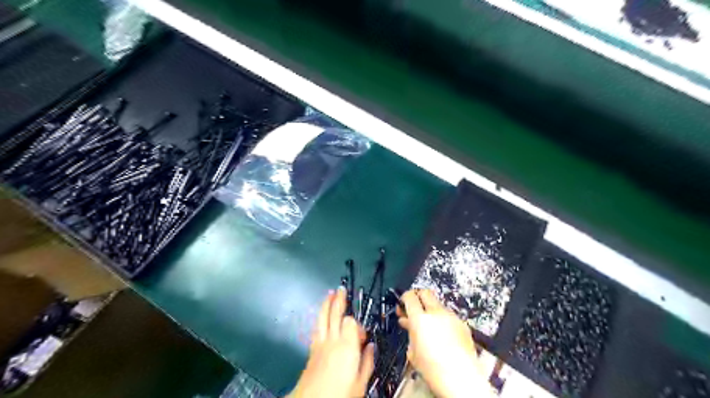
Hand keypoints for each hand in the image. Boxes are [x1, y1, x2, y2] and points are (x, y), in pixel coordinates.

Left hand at [287, 287, 376, 397]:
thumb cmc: (339, 395)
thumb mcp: (360, 384)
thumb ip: (367, 362)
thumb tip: (371, 347)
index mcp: (347, 347)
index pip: (351, 322)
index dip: (357, 323)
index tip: (363, 336)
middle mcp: (332, 341)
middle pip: (335, 314)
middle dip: (338, 300)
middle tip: (341, 289)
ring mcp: (320, 344)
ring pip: (323, 318)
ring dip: (326, 304)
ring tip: (329, 294)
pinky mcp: (312, 349)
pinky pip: (316, 327)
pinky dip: (320, 318)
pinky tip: (321, 315)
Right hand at [398, 289, 491, 397]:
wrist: (461, 379)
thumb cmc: (433, 369)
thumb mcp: (412, 351)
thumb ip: (410, 331)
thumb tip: (407, 322)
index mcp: (420, 318)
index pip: (410, 296)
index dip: (405, 298)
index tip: (402, 303)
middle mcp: (436, 312)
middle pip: (425, 293)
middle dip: (418, 297)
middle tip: (413, 307)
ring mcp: (451, 316)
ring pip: (438, 304)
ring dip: (431, 310)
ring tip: (428, 324)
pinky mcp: (462, 324)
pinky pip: (449, 315)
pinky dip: (443, 320)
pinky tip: (442, 333)